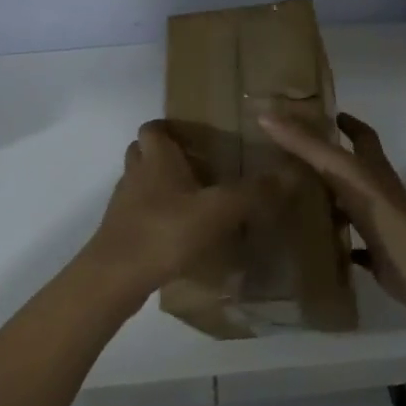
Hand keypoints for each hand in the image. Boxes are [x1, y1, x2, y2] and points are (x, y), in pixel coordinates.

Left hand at [82, 121, 274, 305]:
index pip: (153, 127)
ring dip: (159, 187)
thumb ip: (252, 193)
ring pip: (140, 183)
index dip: (169, 127)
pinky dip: (156, 216)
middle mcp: (136, 174)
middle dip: (165, 156)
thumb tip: (291, 172)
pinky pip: (139, 214)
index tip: (194, 136)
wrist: (115, 278)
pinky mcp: (121, 233)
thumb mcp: (217, 211)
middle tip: (198, 167)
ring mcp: (124, 205)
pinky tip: (179, 234)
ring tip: (192, 201)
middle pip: (143, 152)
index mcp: (156, 158)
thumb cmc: (164, 232)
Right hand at [258, 111, 405, 308]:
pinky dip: (338, 243)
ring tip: (297, 200)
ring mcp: (380, 222)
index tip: (331, 116)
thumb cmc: (375, 205)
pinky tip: (315, 244)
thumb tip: (266, 115)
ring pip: (353, 207)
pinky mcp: (377, 252)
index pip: (363, 136)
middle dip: (332, 164)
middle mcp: (378, 190)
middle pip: (356, 171)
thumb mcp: (337, 167)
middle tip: (296, 160)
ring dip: (332, 203)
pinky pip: (354, 246)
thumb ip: (304, 144)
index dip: (349, 123)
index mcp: (373, 166)